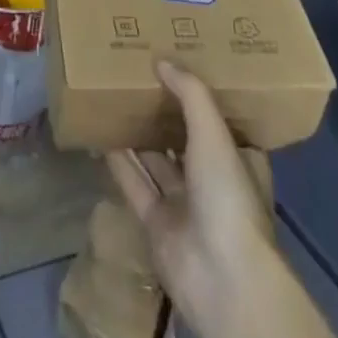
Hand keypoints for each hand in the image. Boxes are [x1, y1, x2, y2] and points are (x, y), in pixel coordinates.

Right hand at [107, 62, 276, 337]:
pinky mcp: (157, 223)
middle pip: (183, 139)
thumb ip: (190, 93)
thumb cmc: (227, 195)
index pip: (218, 122)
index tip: (178, 67)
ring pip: (156, 160)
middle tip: (139, 73)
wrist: (220, 277)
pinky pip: (134, 183)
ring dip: (138, 133)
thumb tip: (162, 60)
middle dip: (164, 111)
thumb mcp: (214, 133)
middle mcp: (211, 180)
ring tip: (114, 94)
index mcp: (236, 160)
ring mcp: (184, 204)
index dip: (199, 96)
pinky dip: (119, 161)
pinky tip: (101, 131)